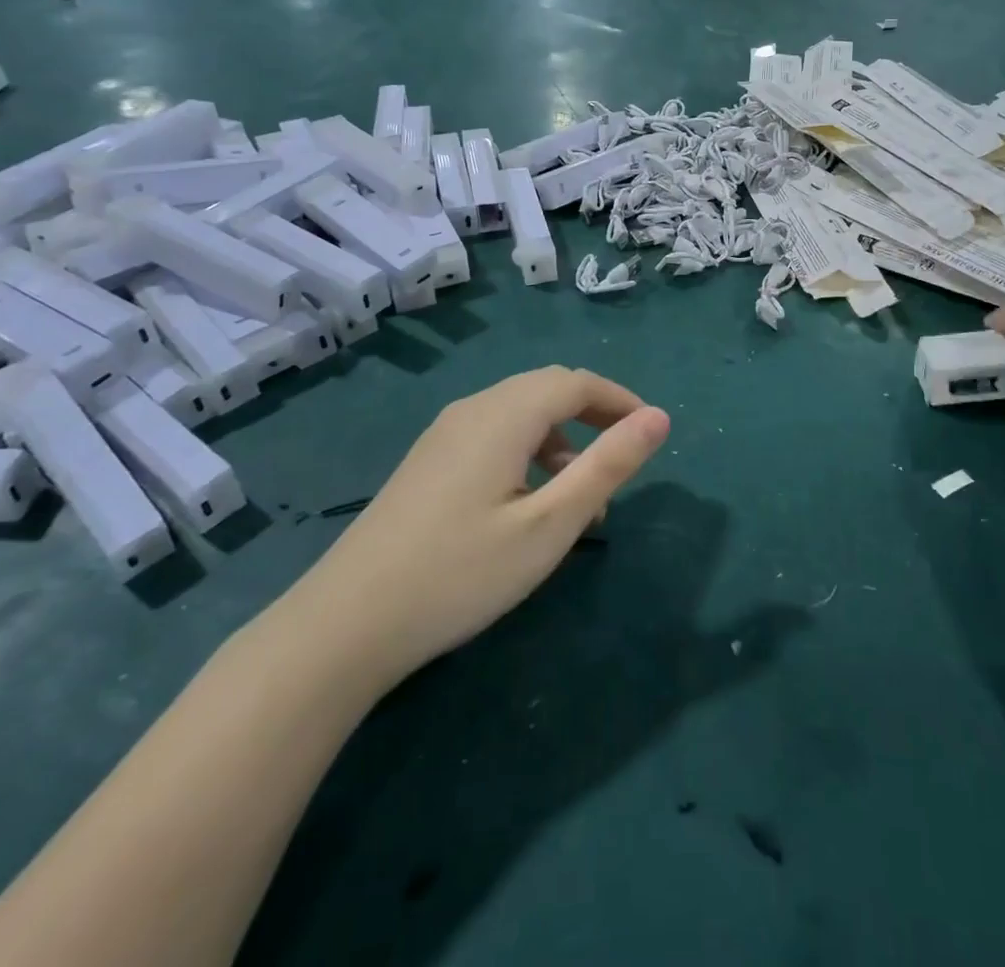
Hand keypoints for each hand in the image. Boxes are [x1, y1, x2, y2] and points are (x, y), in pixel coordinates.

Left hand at [288, 367, 669, 684]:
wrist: (346, 623)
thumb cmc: (461, 573)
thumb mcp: (549, 525)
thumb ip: (607, 466)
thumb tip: (659, 418)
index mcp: (505, 414)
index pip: (577, 383)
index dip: (621, 399)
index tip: (652, 432)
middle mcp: (474, 409)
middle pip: (547, 389)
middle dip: (594, 414)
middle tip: (625, 456)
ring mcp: (445, 433)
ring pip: (520, 412)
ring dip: (562, 437)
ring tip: (583, 495)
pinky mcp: (429, 460)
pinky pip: (494, 434)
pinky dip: (529, 451)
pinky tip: (530, 502)